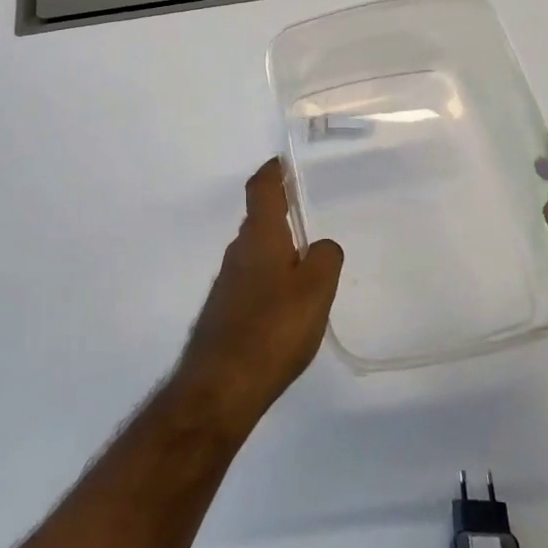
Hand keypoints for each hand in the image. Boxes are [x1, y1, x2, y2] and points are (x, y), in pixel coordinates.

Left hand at [178, 159, 343, 428]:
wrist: (222, 384)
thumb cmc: (273, 329)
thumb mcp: (316, 290)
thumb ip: (325, 258)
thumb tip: (320, 247)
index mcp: (259, 238)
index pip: (261, 191)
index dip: (272, 173)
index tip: (283, 163)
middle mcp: (237, 254)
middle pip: (259, 223)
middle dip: (281, 216)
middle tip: (310, 218)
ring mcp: (227, 284)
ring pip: (256, 255)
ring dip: (278, 253)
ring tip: (309, 267)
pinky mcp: (225, 312)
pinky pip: (253, 283)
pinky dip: (271, 282)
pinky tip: (289, 308)